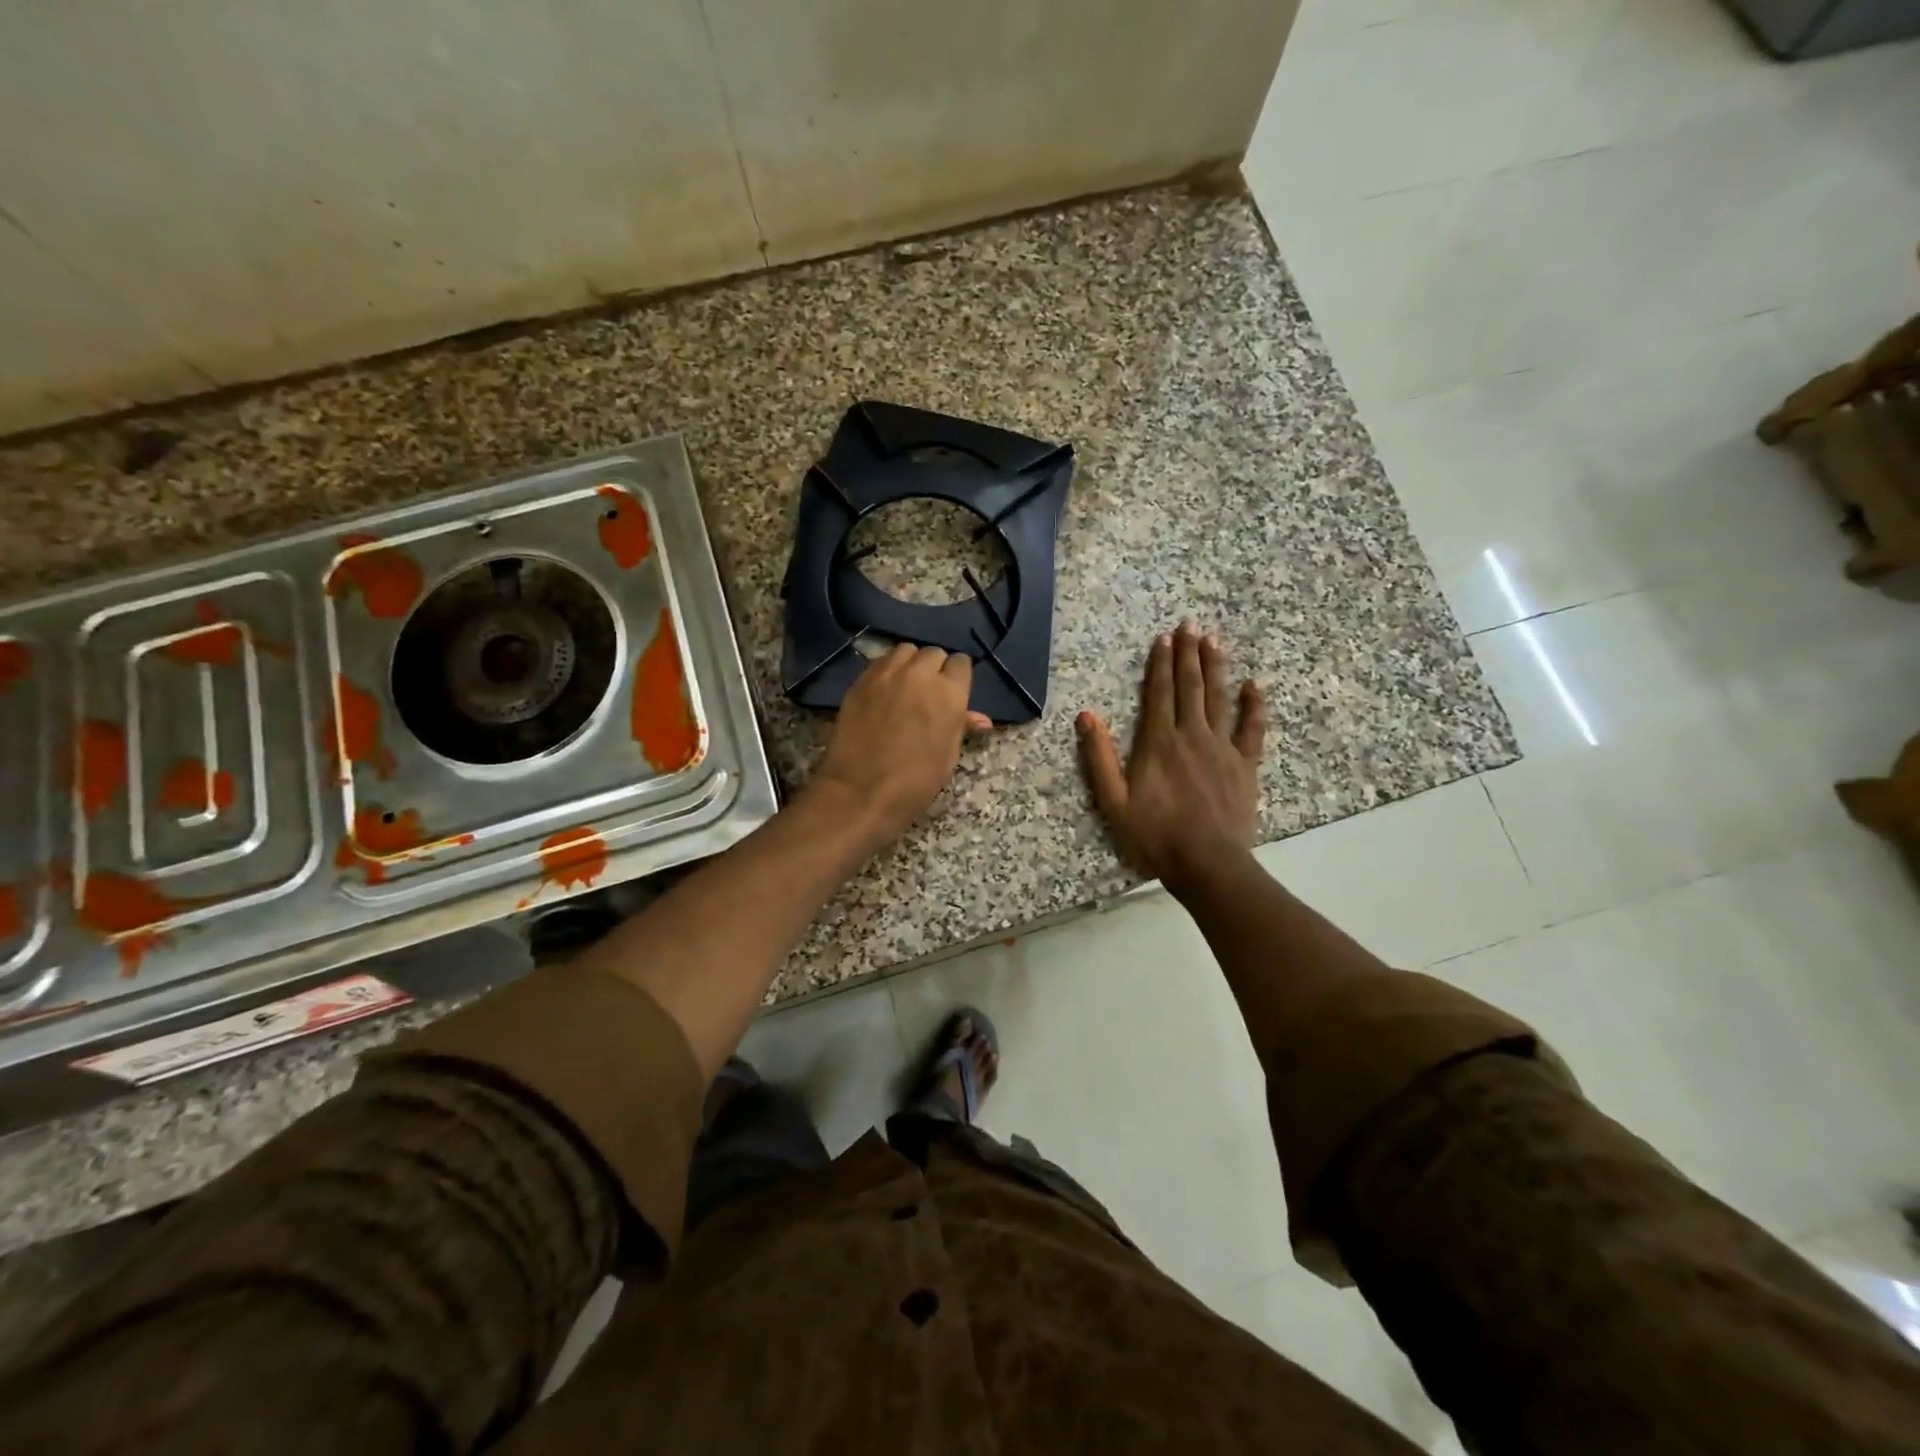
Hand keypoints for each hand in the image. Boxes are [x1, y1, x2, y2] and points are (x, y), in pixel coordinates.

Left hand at [810, 643, 991, 845]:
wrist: (860, 791)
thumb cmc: (914, 781)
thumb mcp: (947, 756)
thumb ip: (961, 727)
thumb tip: (982, 720)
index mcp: (949, 693)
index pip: (961, 663)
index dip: (958, 676)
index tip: (953, 691)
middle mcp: (920, 673)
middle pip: (933, 653)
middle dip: (935, 668)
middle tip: (929, 692)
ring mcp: (886, 673)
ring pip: (905, 651)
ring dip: (910, 663)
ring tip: (906, 685)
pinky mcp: (861, 680)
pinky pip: (880, 662)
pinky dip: (887, 670)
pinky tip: (884, 690)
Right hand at [1078, 622, 1266, 894]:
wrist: (1206, 862)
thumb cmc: (1154, 834)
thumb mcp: (1113, 800)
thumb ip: (1099, 756)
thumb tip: (1086, 715)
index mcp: (1159, 742)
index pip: (1159, 692)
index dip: (1160, 663)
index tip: (1163, 638)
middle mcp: (1192, 735)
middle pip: (1190, 686)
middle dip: (1188, 653)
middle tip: (1190, 624)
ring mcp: (1222, 748)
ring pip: (1218, 698)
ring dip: (1215, 667)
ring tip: (1214, 641)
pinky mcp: (1245, 765)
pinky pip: (1252, 729)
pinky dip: (1253, 705)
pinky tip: (1254, 685)